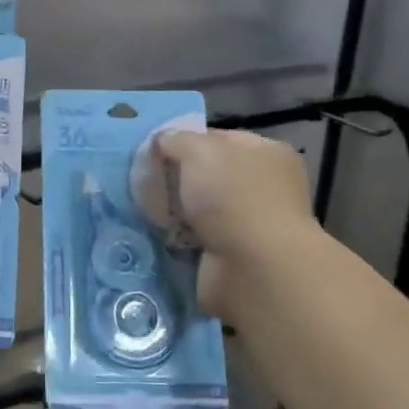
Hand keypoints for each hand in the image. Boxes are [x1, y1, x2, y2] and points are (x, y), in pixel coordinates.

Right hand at [152, 129, 315, 318]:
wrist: (253, 269)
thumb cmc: (233, 197)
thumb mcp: (199, 151)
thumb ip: (176, 140)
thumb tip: (161, 141)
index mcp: (267, 154)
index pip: (219, 139)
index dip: (185, 141)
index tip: (154, 151)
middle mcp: (263, 188)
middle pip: (207, 175)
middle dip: (176, 178)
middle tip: (143, 180)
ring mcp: (249, 225)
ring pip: (198, 209)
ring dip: (174, 210)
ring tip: (141, 207)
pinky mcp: (232, 257)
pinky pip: (194, 240)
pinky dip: (176, 239)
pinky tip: (155, 234)